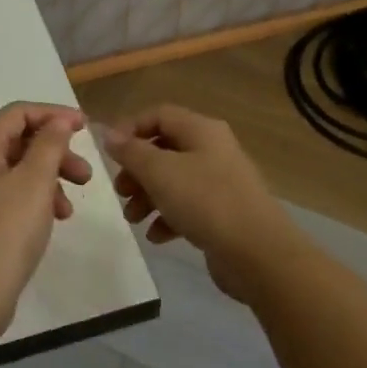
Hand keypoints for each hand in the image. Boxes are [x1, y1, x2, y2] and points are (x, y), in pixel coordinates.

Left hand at [0, 101, 92, 342]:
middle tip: (86, 174)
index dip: (53, 114)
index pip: (17, 113)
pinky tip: (55, 220)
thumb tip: (58, 120)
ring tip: (71, 207)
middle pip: (19, 141)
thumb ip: (49, 145)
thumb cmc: (4, 232)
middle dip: (56, 152)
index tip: (85, 127)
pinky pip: (12, 196)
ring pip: (18, 171)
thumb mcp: (34, 182)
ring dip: (50, 179)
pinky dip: (37, 200)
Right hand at [100, 105, 298, 303]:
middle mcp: (212, 150)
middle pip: (164, 149)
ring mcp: (220, 182)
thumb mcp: (160, 172)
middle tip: (120, 191)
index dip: (130, 128)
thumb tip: (110, 134)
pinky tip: (156, 236)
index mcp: (201, 130)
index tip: (109, 154)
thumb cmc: (205, 201)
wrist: (258, 252)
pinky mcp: (223, 213)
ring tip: (133, 218)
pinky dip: (168, 217)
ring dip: (147, 196)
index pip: (159, 115)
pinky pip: (188, 207)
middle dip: (137, 170)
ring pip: (174, 180)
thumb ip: (131, 151)